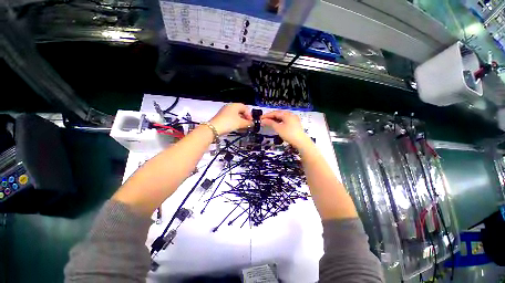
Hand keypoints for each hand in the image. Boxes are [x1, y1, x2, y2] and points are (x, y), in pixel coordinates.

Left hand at [210, 103, 252, 134]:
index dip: (250, 115)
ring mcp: (225, 112)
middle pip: (241, 111)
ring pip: (236, 115)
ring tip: (243, 128)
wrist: (214, 128)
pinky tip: (237, 128)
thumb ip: (248, 123)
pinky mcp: (222, 117)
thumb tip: (253, 124)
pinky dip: (235, 122)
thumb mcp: (240, 123)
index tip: (251, 122)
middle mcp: (229, 106)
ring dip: (241, 121)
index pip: (245, 108)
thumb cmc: (229, 123)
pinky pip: (231, 118)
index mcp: (234, 105)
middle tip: (248, 125)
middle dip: (245, 118)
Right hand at [261, 110, 310, 148]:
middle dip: (270, 117)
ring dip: (275, 119)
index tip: (260, 118)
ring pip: (282, 117)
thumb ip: (270, 123)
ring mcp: (294, 119)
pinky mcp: (295, 124)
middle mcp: (291, 114)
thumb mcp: (278, 128)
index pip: (274, 113)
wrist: (301, 142)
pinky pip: (285, 120)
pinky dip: (279, 122)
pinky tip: (276, 125)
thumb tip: (263, 121)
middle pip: (278, 114)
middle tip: (263, 120)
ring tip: (268, 122)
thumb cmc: (289, 134)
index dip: (267, 115)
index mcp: (287, 114)